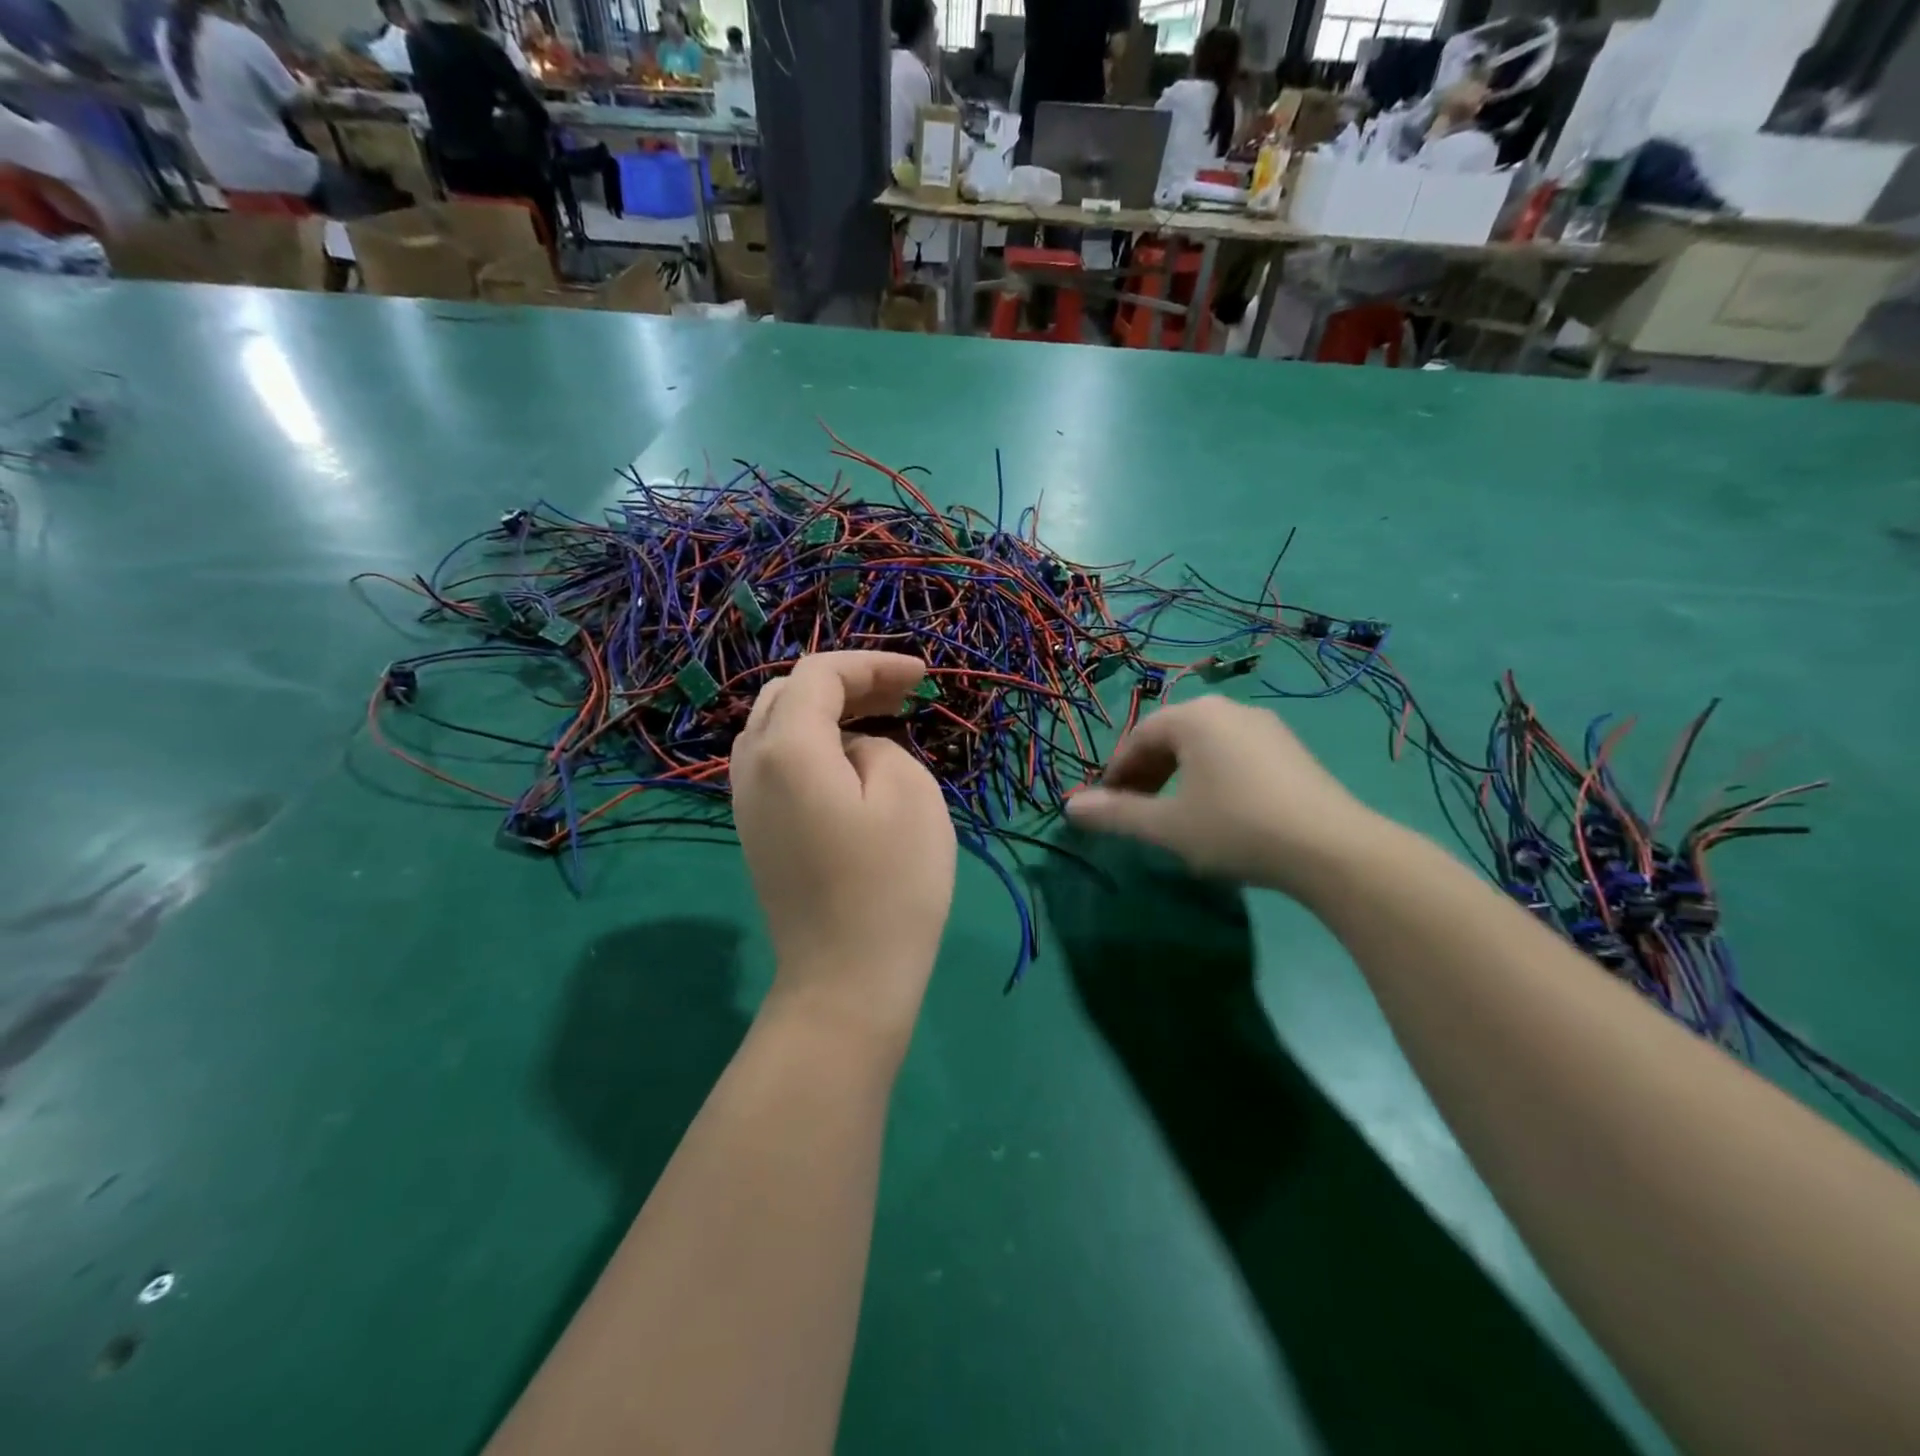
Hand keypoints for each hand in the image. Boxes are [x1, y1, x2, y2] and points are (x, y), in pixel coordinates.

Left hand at [731, 652, 956, 1042]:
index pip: (820, 675)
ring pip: (777, 727)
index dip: (873, 664)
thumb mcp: (907, 791)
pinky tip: (851, 761)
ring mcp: (745, 802)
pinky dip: (813, 744)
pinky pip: (777, 763)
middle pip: (789, 694)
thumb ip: (876, 745)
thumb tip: (851, 751)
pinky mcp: (756, 831)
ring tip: (880, 719)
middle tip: (903, 696)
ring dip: (827, 712)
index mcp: (786, 746)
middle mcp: (751, 765)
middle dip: (848, 683)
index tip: (923, 677)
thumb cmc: (889, 883)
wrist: (846, 980)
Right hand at [1065, 697, 1378, 895]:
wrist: (1331, 848)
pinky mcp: (1290, 749)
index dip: (1116, 773)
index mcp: (1194, 717)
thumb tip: (1069, 807)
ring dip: (1177, 775)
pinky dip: (1210, 775)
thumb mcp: (1167, 826)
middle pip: (1171, 736)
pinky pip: (1233, 753)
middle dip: (1146, 772)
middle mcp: (1228, 709)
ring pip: (1203, 745)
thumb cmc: (1235, 828)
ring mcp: (1264, 726)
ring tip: (1172, 812)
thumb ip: (1115, 814)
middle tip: (1135, 810)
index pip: (1139, 738)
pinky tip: (1217, 810)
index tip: (1106, 806)